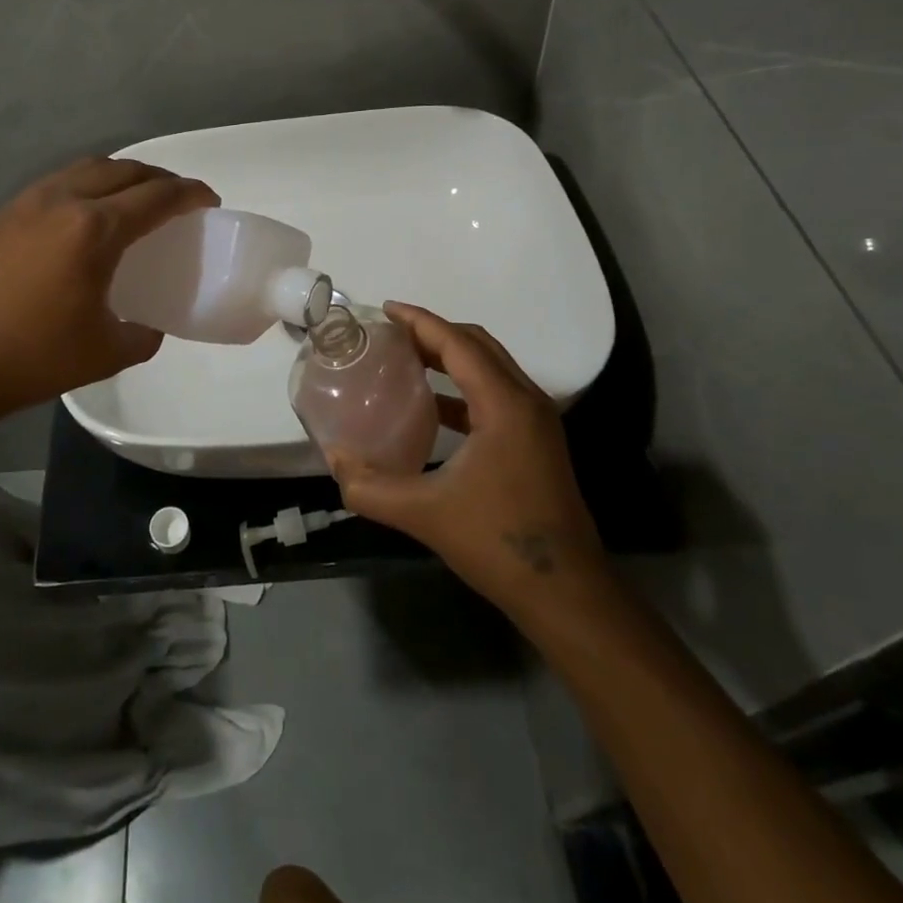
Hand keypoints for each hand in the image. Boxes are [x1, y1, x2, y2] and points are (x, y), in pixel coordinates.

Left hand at [0, 158, 217, 429]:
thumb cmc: (30, 357)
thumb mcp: (105, 353)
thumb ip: (142, 335)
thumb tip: (149, 327)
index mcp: (94, 229)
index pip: (157, 197)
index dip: (190, 194)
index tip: (209, 200)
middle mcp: (63, 201)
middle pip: (124, 170)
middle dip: (159, 178)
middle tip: (178, 200)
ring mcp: (27, 203)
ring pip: (87, 169)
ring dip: (121, 176)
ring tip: (135, 201)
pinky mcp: (3, 215)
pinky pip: (59, 183)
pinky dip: (88, 185)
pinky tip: (86, 217)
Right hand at [326, 302, 608, 609]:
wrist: (567, 593)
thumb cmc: (498, 542)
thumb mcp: (425, 514)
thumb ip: (370, 488)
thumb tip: (335, 462)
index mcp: (504, 404)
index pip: (457, 344)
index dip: (420, 321)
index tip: (385, 309)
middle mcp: (526, 401)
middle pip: (478, 345)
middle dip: (434, 332)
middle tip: (391, 334)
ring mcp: (537, 422)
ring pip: (491, 367)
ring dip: (451, 356)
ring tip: (406, 360)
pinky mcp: (537, 442)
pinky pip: (496, 393)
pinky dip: (463, 386)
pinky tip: (433, 407)